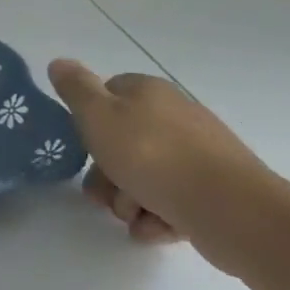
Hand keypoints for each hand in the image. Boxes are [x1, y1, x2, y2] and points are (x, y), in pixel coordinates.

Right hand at [48, 60, 271, 267]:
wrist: (230, 209)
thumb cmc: (152, 155)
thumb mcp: (97, 114)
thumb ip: (74, 88)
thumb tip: (59, 62)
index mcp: (148, 93)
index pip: (108, 95)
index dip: (89, 122)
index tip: (84, 146)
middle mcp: (175, 117)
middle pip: (122, 143)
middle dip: (106, 174)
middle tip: (103, 194)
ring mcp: (198, 155)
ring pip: (143, 177)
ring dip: (128, 200)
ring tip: (135, 214)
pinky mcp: (214, 191)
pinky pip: (171, 202)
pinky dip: (158, 217)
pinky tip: (157, 226)